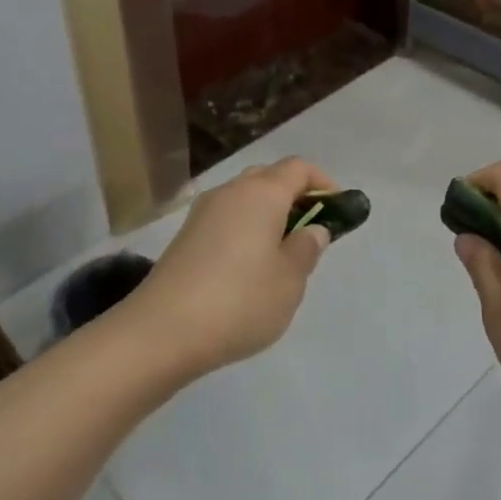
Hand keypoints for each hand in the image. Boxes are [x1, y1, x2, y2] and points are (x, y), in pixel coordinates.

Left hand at [129, 157, 336, 374]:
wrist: (162, 331)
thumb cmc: (240, 300)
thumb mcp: (290, 279)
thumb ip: (307, 248)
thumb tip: (312, 229)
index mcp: (262, 193)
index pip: (298, 168)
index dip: (323, 182)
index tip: (338, 209)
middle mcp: (230, 192)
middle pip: (269, 177)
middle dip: (295, 196)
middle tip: (312, 230)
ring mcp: (202, 213)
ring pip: (245, 199)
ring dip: (268, 214)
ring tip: (282, 252)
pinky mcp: (185, 237)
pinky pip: (226, 219)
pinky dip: (245, 230)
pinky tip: (249, 267)